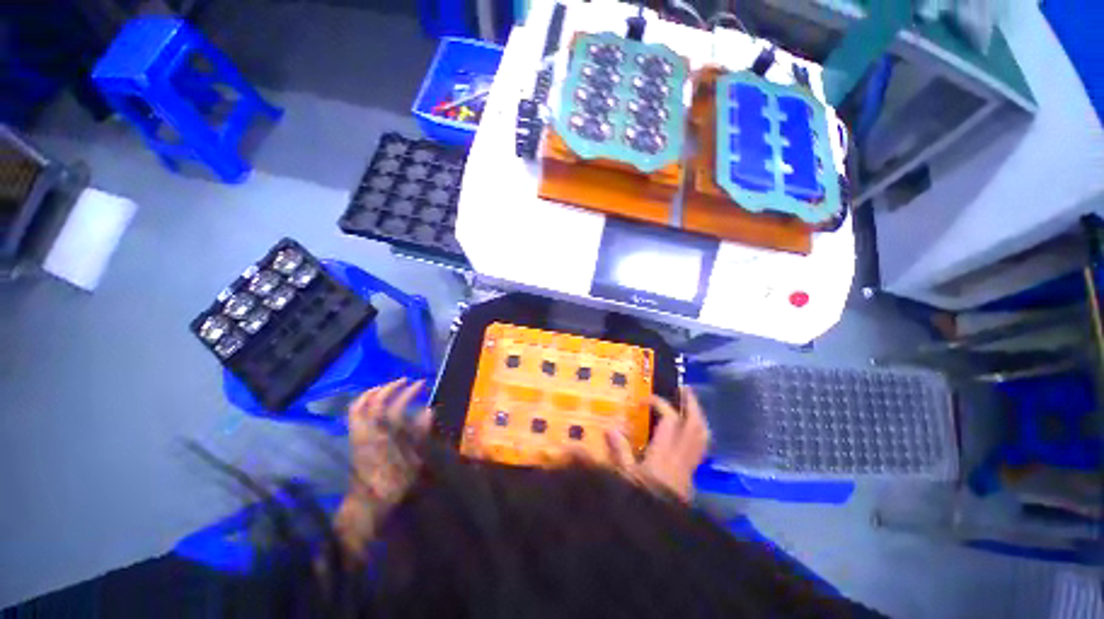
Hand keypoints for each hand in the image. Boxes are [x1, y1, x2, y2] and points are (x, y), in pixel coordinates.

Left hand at [335, 378, 429, 556]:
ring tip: (388, 387)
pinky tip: (373, 403)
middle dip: (390, 387)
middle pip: (374, 401)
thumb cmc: (394, 487)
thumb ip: (420, 434)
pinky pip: (353, 415)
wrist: (365, 508)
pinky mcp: (353, 440)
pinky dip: (362, 403)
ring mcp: (357, 435)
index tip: (421, 383)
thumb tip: (428, 411)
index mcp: (385, 437)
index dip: (409, 392)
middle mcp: (367, 432)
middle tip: (405, 381)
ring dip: (374, 392)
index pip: (396, 406)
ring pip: (358, 406)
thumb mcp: (415, 462)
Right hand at [605, 386, 709, 501]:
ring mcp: (690, 467)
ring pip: (702, 437)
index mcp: (665, 454)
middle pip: (695, 426)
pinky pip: (700, 448)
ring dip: (698, 417)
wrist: (665, 534)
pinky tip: (690, 431)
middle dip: (691, 405)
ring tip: (691, 403)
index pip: (670, 421)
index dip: (660, 404)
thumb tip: (610, 427)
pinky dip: (698, 434)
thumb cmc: (643, 502)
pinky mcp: (691, 475)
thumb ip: (618, 451)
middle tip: (684, 388)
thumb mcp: (625, 477)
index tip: (644, 399)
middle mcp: (681, 457)